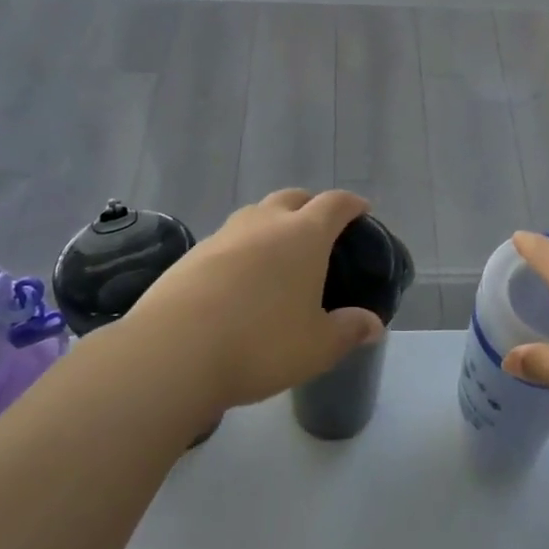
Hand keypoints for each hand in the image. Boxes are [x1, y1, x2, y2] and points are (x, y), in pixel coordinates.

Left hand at [122, 189, 384, 413]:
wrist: (174, 351)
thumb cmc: (261, 344)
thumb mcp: (317, 347)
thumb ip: (349, 330)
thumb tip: (373, 325)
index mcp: (304, 235)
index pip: (335, 204)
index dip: (352, 204)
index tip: (361, 211)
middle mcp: (265, 223)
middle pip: (292, 197)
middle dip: (310, 206)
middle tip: (320, 232)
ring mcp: (224, 235)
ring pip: (256, 214)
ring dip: (272, 224)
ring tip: (278, 255)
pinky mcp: (193, 254)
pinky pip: (228, 239)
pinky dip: (243, 248)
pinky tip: (240, 279)